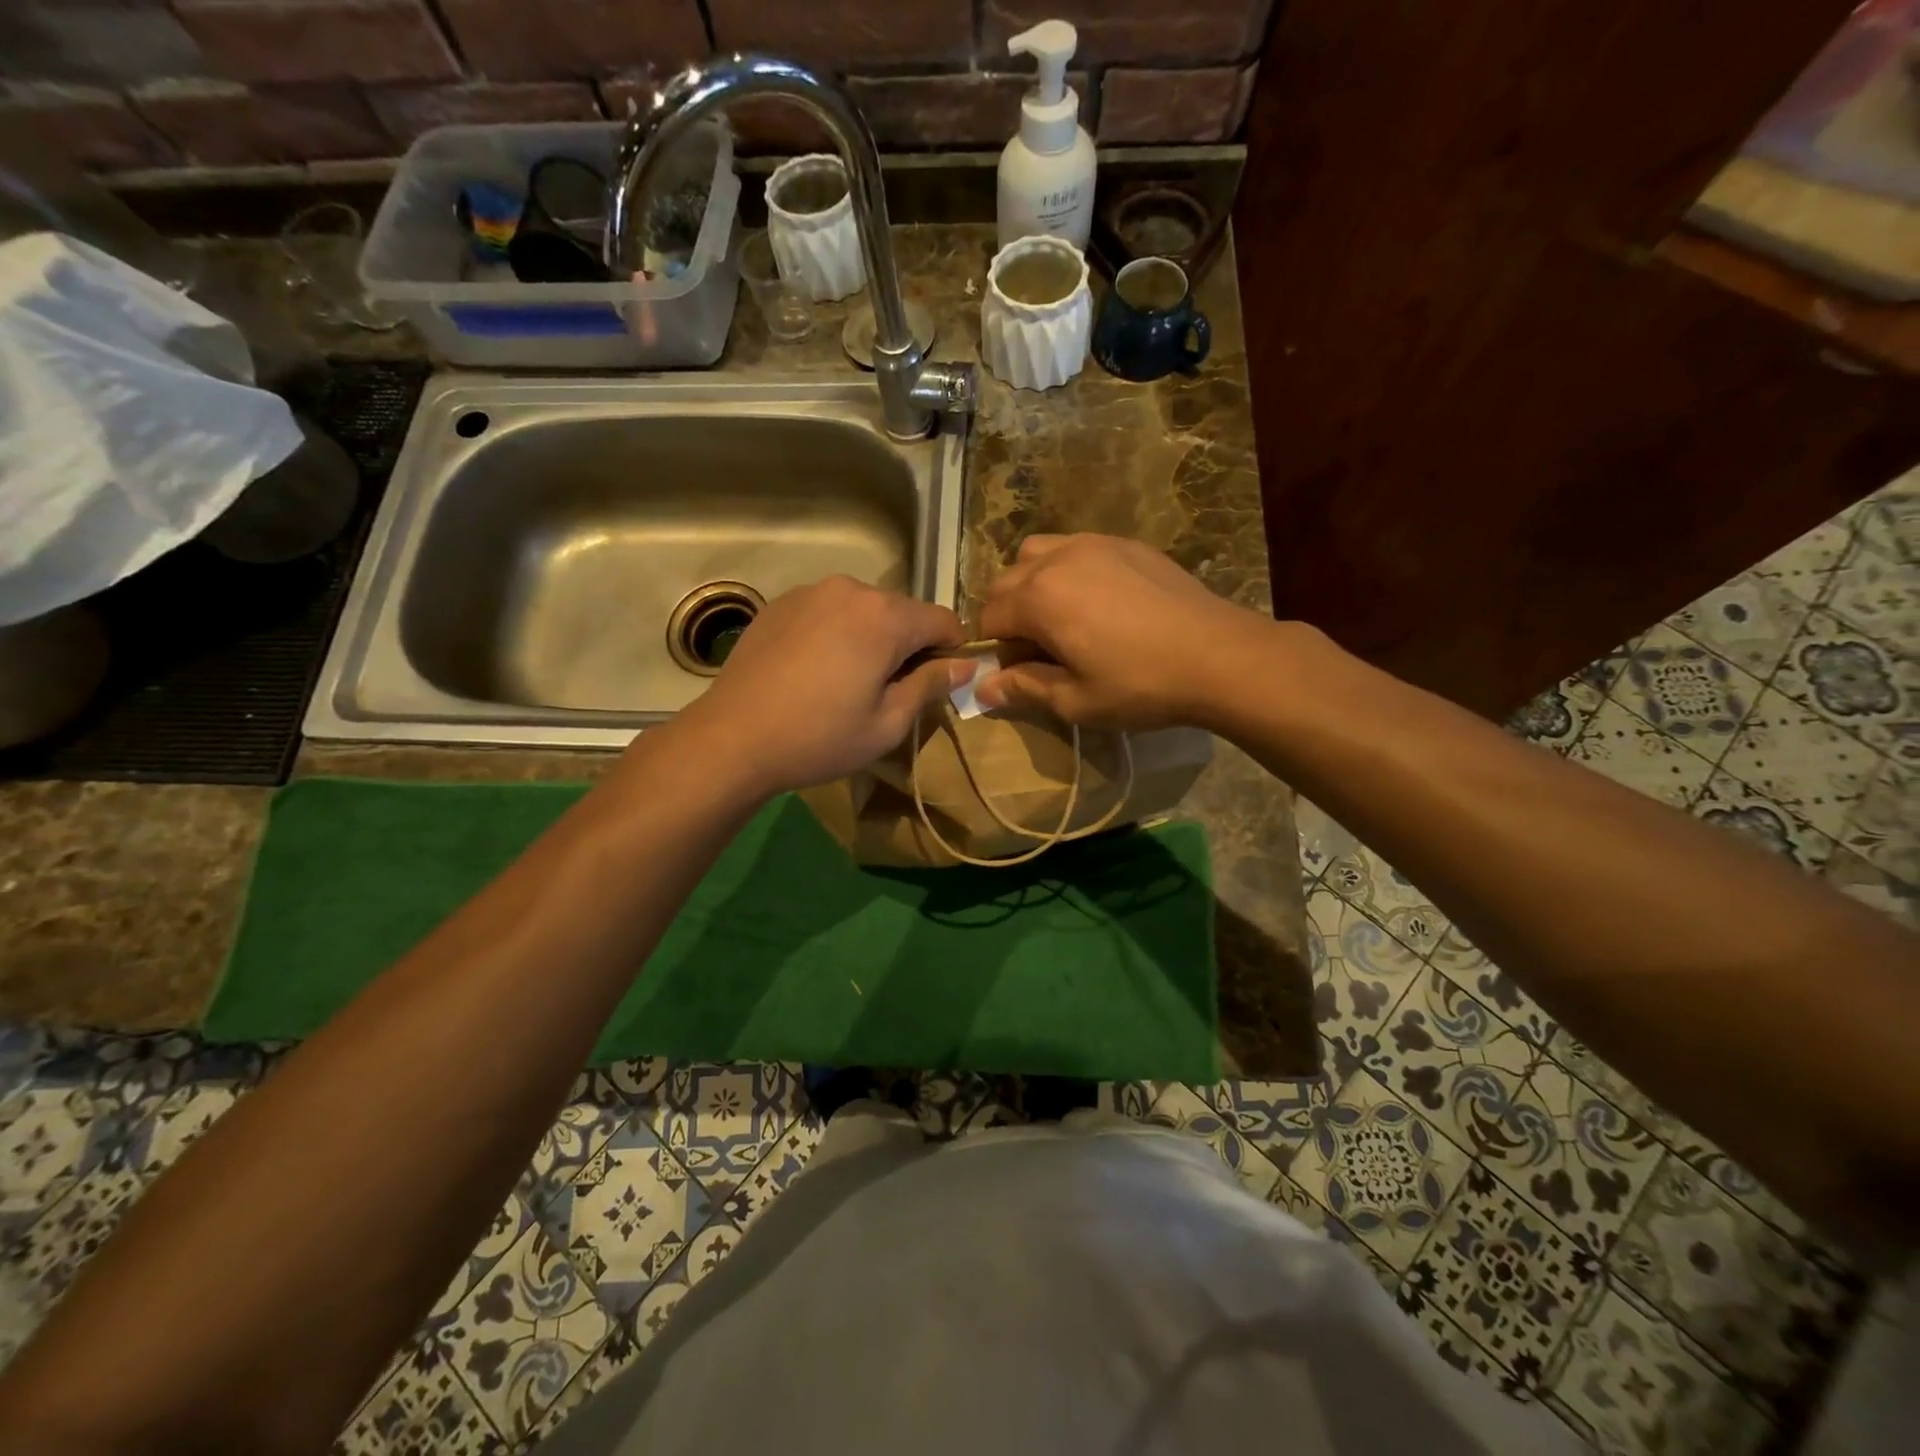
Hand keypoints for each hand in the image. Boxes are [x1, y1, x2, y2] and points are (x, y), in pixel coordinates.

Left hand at [672, 575, 968, 796]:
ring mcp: (810, 592)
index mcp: (885, 616)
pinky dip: (836, 634)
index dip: (951, 652)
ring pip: (864, 610)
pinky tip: (814, 671)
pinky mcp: (780, 603)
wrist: (733, 738)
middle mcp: (851, 589)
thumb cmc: (820, 737)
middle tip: (889, 692)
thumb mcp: (888, 723)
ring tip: (847, 682)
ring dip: (871, 638)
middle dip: (908, 645)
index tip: (937, 685)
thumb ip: (930, 685)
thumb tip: (965, 664)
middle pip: (902, 612)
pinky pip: (828, 612)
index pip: (943, 620)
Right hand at [976, 534, 1270, 729]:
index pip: (988, 617)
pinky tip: (1101, 602)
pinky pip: (1077, 548)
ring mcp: (1094, 544)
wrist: (1218, 656)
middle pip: (1005, 580)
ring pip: (1037, 553)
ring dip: (1033, 583)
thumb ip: (1023, 688)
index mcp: (1038, 598)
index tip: (1019, 672)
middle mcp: (1057, 559)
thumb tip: (983, 690)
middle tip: (1039, 649)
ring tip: (1062, 617)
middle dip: (1008, 614)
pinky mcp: (1126, 544)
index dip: (995, 649)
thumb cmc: (1140, 685)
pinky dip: (1069, 570)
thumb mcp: (1075, 701)